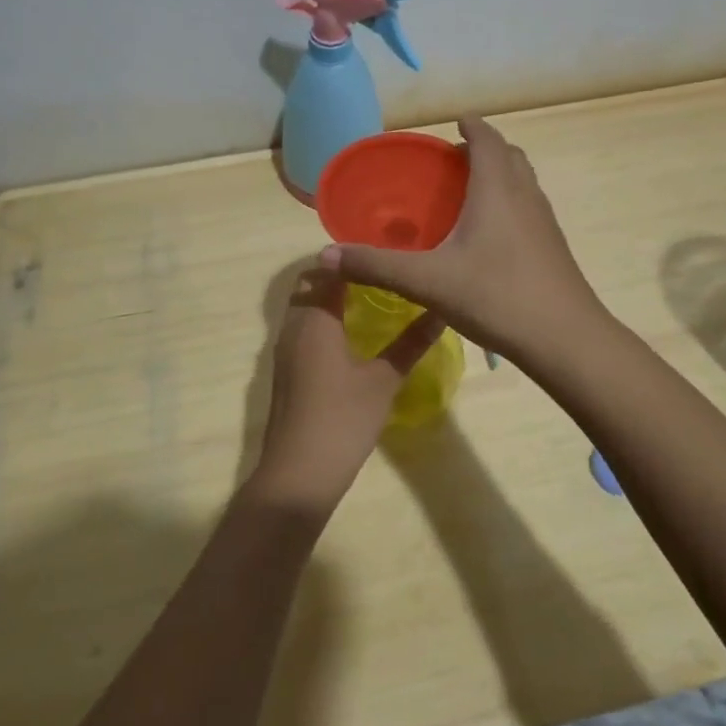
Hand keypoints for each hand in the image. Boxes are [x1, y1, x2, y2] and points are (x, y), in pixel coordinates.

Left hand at [248, 272, 443, 516]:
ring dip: (329, 298)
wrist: (298, 474)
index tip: (381, 252)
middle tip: (378, 273)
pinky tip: (351, 335)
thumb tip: (441, 312)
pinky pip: (302, 330)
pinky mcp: (286, 372)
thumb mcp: (384, 380)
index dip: (351, 258)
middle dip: (338, 275)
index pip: (327, 270)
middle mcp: (293, 327)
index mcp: (315, 320)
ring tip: (369, 298)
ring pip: (303, 308)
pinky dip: (322, 321)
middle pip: (309, 285)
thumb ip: (411, 343)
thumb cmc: (343, 419)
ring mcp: (285, 351)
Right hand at [319, 116, 604, 362]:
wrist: (565, 339)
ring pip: (523, 181)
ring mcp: (544, 221)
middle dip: (484, 149)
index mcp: (496, 190)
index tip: (455, 122)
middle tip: (453, 163)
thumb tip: (326, 255)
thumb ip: (376, 266)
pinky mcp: (553, 246)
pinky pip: (529, 207)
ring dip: (500, 175)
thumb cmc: (497, 297)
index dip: (472, 125)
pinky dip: (509, 203)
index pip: (487, 139)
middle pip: (509, 155)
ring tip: (468, 195)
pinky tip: (489, 238)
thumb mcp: (428, 282)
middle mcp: (525, 196)